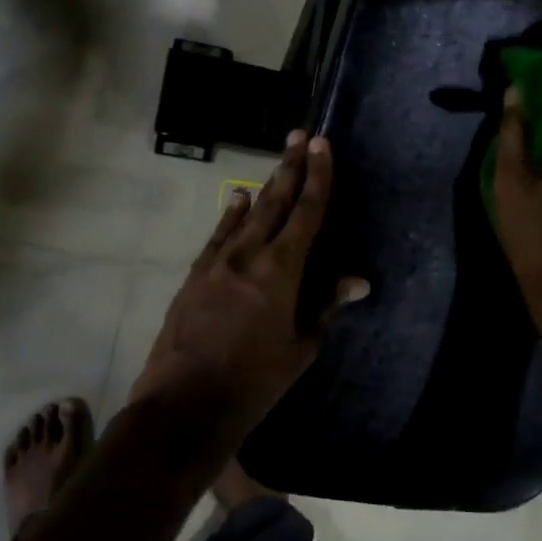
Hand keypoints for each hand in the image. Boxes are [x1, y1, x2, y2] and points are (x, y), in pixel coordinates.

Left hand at [137, 131, 366, 436]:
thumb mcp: (299, 348)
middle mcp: (248, 254)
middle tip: (301, 135)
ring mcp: (217, 262)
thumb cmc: (253, 382)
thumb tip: (358, 281)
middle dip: (291, 166)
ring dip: (265, 185)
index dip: (318, 177)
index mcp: (281, 270)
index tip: (323, 146)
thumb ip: (324, 306)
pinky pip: (218, 235)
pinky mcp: (195, 275)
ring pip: (246, 213)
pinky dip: (231, 214)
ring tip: (279, 160)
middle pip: (275, 201)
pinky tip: (237, 198)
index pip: (306, 213)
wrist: (183, 405)